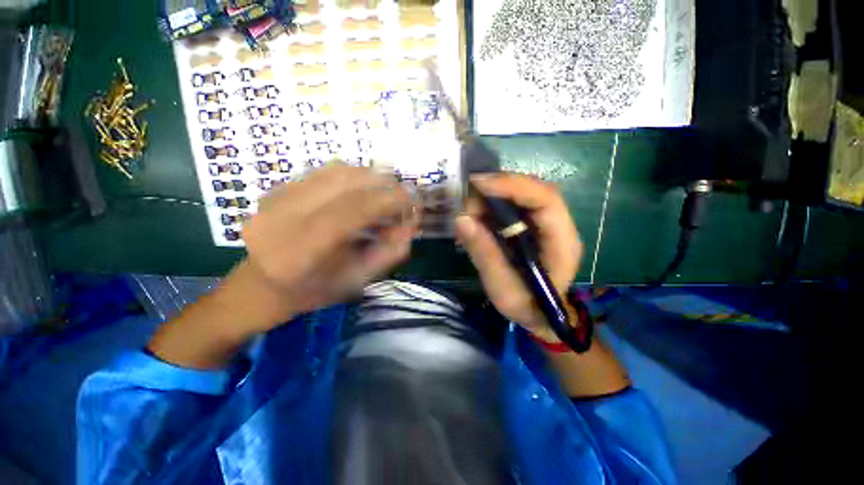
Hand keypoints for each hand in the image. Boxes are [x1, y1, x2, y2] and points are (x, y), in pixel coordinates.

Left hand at [241, 164, 418, 328]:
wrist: (263, 284)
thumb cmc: (315, 290)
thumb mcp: (359, 280)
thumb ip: (390, 252)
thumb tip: (412, 222)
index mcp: (302, 252)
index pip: (353, 210)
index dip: (389, 200)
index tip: (412, 199)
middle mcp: (283, 218)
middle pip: (345, 182)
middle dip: (383, 183)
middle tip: (401, 196)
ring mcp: (275, 198)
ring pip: (336, 170)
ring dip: (369, 177)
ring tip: (383, 193)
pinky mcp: (276, 188)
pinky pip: (324, 171)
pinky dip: (352, 176)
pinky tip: (360, 191)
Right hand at [455, 173, 582, 340]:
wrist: (539, 314)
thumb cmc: (526, 306)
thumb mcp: (502, 288)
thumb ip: (484, 254)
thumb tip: (461, 220)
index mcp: (561, 242)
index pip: (545, 200)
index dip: (513, 186)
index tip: (479, 183)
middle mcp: (558, 225)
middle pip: (533, 190)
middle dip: (498, 188)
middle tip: (468, 200)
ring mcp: (545, 223)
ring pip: (521, 195)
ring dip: (492, 198)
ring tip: (469, 213)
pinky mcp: (532, 225)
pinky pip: (512, 206)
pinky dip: (492, 207)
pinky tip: (476, 218)